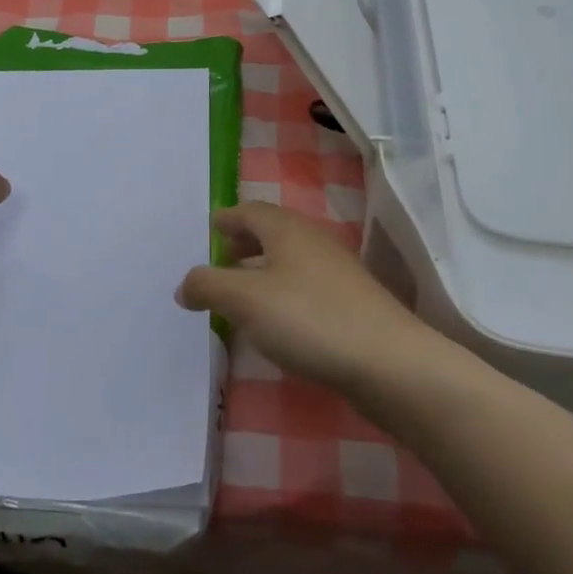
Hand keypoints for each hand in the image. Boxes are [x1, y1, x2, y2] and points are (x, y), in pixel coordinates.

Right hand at [176, 201, 438, 393]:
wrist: (389, 362)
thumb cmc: (310, 319)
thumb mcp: (246, 301)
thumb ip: (209, 286)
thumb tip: (183, 285)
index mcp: (286, 229)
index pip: (250, 211)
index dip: (227, 218)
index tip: (209, 228)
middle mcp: (312, 241)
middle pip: (271, 231)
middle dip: (244, 242)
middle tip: (220, 257)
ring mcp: (336, 271)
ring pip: (289, 259)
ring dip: (262, 268)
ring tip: (241, 291)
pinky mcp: (352, 302)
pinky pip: (305, 284)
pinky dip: (282, 290)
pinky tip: (277, 319)